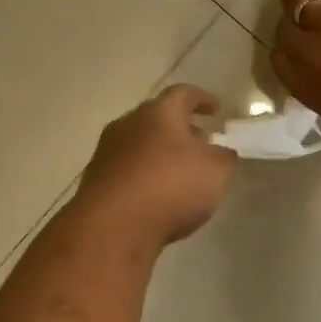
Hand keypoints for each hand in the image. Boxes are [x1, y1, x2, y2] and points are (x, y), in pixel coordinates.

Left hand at [76, 85, 237, 243]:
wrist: (111, 227)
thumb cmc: (169, 187)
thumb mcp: (215, 172)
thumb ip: (224, 158)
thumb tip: (222, 151)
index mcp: (158, 113)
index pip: (183, 94)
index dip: (202, 99)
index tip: (216, 109)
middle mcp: (128, 124)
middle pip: (158, 118)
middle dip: (181, 128)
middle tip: (201, 142)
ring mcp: (107, 152)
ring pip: (140, 143)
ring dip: (161, 152)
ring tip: (181, 172)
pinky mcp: (96, 180)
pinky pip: (128, 169)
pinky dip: (145, 174)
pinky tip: (157, 195)